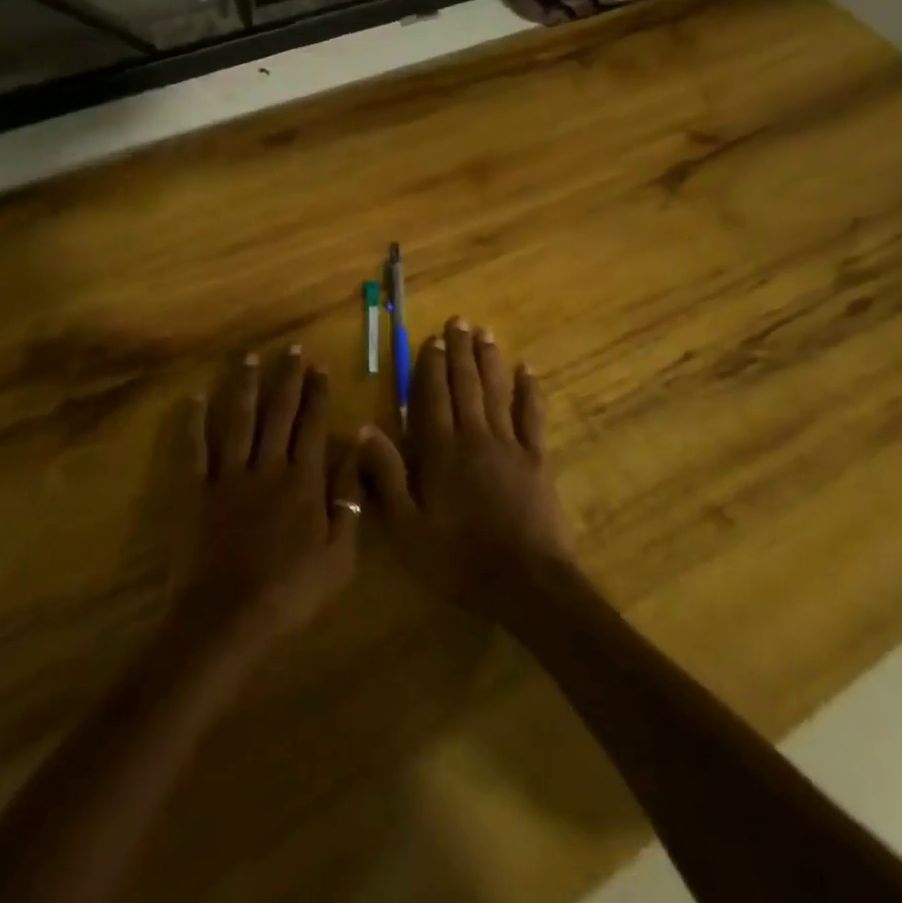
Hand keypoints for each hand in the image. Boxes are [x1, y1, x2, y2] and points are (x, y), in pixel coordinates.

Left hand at [172, 348, 361, 650]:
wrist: (228, 618)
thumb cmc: (291, 591)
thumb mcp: (339, 555)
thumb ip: (348, 500)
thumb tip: (356, 451)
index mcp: (303, 481)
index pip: (313, 426)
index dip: (318, 394)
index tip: (321, 366)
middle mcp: (268, 467)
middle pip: (279, 413)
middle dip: (287, 378)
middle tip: (292, 350)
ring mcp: (229, 476)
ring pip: (239, 421)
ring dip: (245, 387)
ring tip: (250, 359)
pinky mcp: (197, 492)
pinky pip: (196, 450)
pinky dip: (194, 423)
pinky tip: (194, 397)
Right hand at [359, 319, 574, 621]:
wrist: (524, 581)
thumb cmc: (457, 558)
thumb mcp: (406, 526)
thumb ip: (386, 475)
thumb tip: (365, 429)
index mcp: (441, 451)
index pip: (433, 397)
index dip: (431, 366)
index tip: (431, 339)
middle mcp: (474, 436)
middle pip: (466, 385)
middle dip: (460, 351)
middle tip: (459, 321)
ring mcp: (509, 445)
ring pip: (496, 392)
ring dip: (490, 361)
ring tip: (486, 333)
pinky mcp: (536, 459)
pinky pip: (532, 416)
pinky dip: (530, 391)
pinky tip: (528, 370)